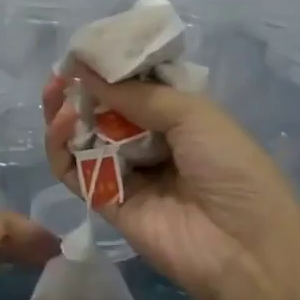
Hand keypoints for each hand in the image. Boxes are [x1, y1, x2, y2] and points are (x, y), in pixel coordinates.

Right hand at [44, 65, 299, 299]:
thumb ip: (137, 94)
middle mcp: (148, 142)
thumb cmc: (231, 169)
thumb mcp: (194, 115)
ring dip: (65, 112)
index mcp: (177, 118)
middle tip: (60, 71)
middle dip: (80, 89)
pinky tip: (62, 123)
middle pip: (103, 111)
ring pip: (81, 138)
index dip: (109, 69)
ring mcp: (124, 172)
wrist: (243, 247)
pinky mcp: (103, 201)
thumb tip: (85, 70)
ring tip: (55, 92)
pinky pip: (73, 170)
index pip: (134, 87)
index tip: (84, 51)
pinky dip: (60, 146)